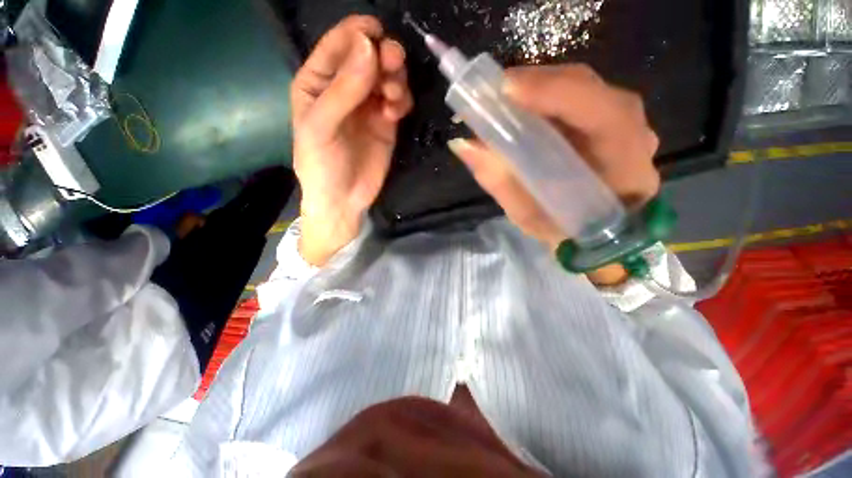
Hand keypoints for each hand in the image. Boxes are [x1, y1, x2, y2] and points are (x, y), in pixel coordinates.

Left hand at [292, 16, 412, 265]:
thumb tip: (368, 46)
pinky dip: (401, 100)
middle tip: (393, 65)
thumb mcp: (322, 126)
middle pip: (368, 57)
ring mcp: (367, 106)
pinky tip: (396, 112)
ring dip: (395, 79)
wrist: (343, 200)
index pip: (338, 45)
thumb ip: (344, 88)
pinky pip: (398, 100)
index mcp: (317, 82)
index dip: (357, 34)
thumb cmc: (322, 164)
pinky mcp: (386, 123)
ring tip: (394, 97)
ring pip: (387, 77)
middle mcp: (344, 89)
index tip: (377, 34)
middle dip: (383, 56)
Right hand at [448, 65, 659, 284]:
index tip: (502, 91)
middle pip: (585, 87)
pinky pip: (574, 96)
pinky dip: (543, 97)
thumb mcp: (529, 216)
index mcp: (624, 163)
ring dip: (535, 89)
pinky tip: (519, 108)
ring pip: (578, 86)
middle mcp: (631, 131)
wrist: (598, 235)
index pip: (598, 111)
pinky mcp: (607, 119)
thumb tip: (463, 144)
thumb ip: (499, 181)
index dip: (552, 93)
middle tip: (489, 95)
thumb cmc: (565, 233)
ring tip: (499, 101)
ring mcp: (622, 120)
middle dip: (533, 84)